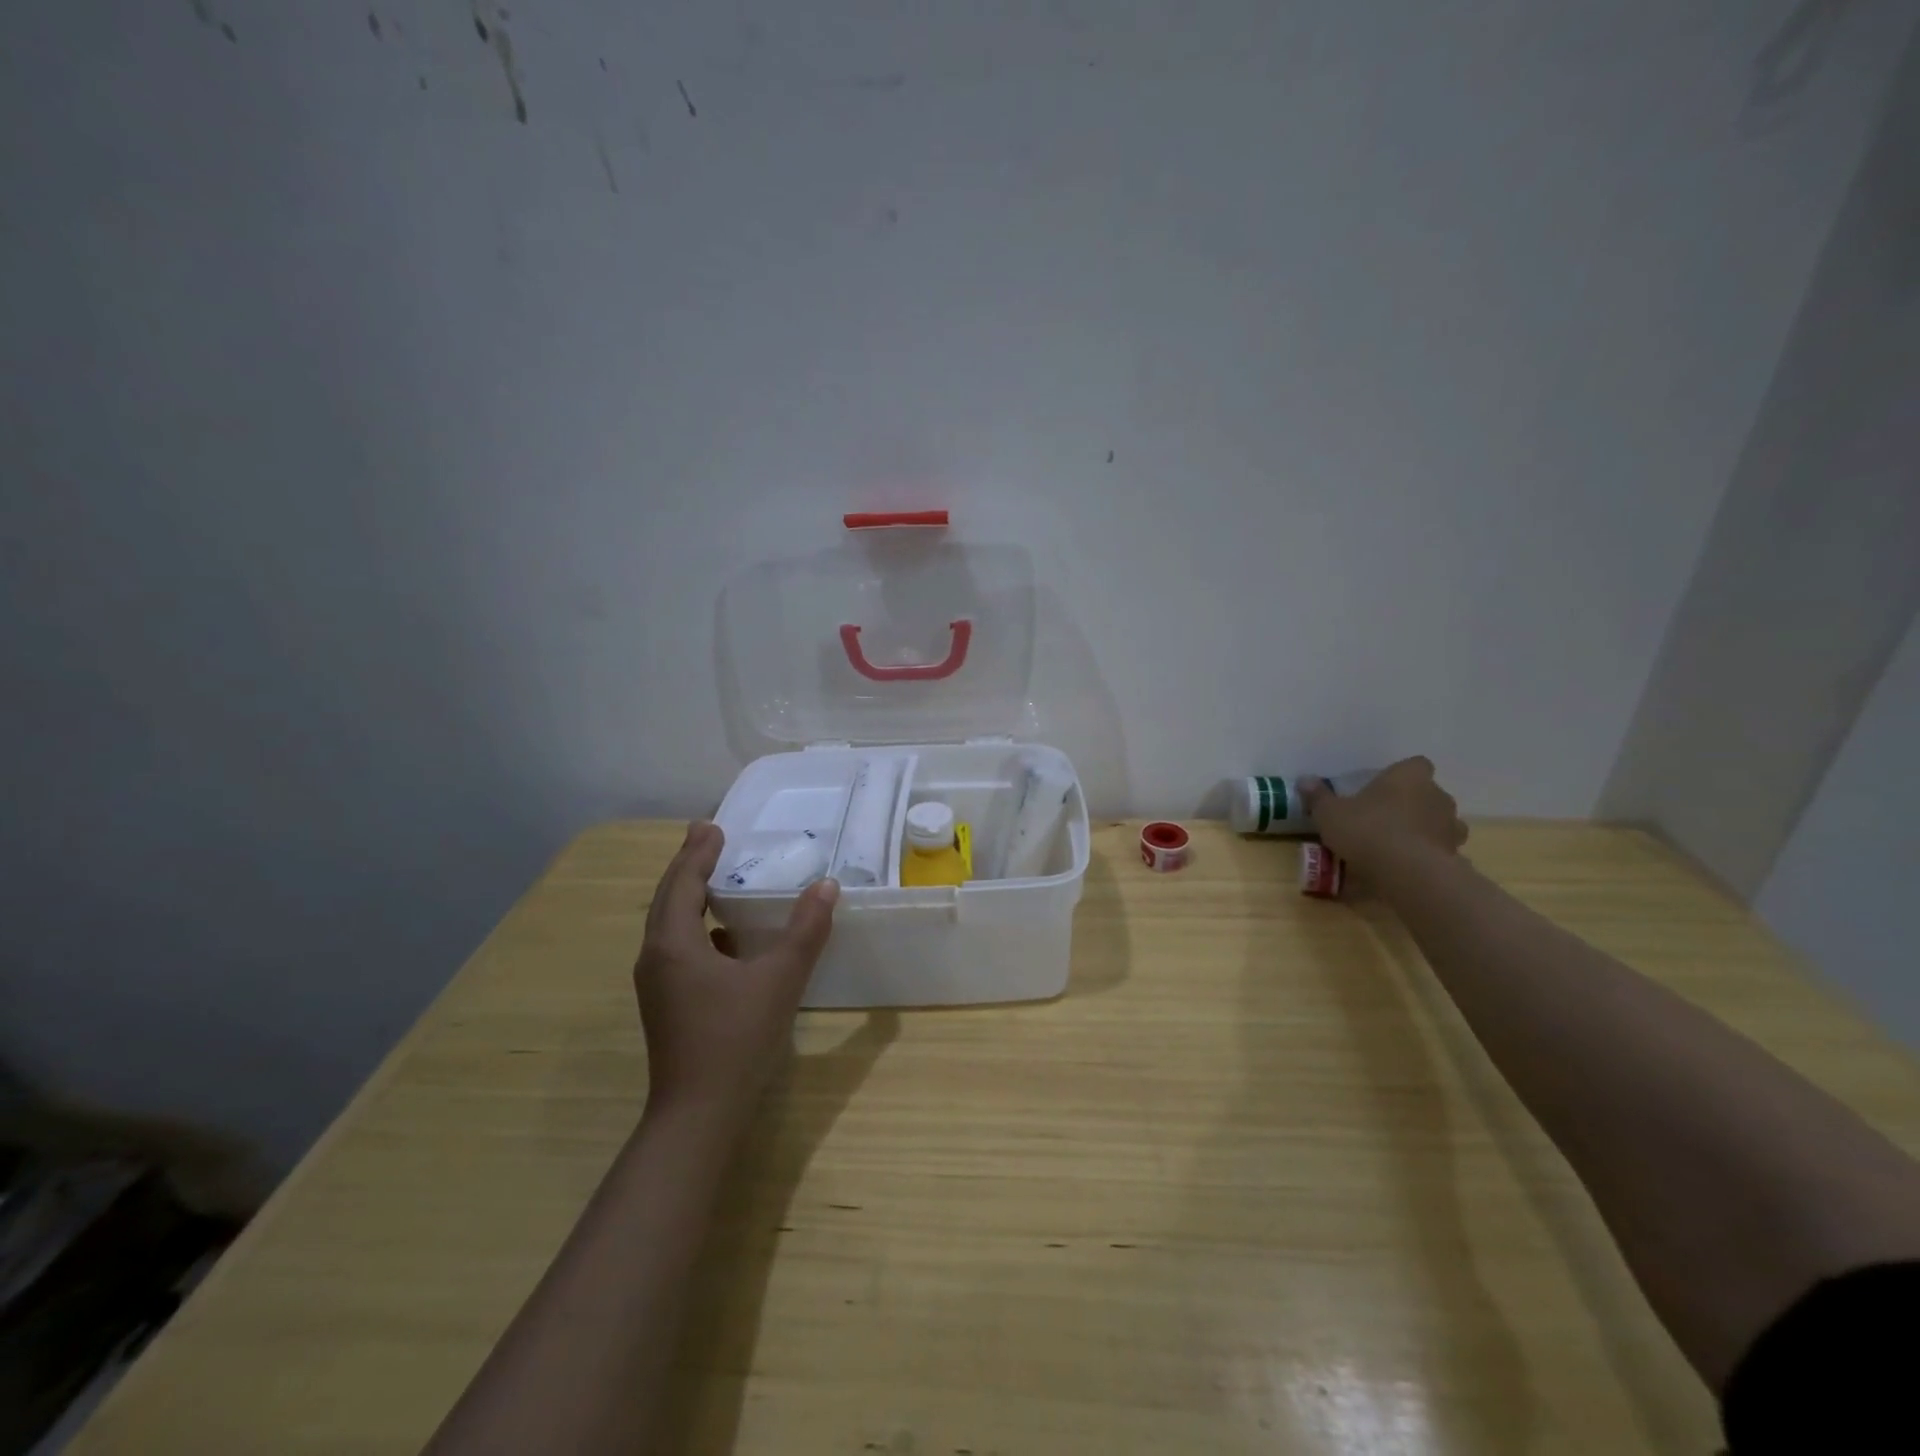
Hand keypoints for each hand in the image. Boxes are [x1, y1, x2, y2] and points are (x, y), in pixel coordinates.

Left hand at [633, 822, 838, 1123]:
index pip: (682, 882)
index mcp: (673, 944)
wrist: (698, 1115)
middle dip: (689, 866)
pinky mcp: (668, 1004)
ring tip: (715, 877)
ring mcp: (658, 984)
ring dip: (690, 896)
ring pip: (670, 925)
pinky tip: (725, 936)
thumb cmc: (735, 1038)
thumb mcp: (779, 979)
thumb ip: (805, 930)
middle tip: (708, 838)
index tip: (711, 825)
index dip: (698, 852)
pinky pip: (678, 948)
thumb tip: (826, 886)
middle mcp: (656, 958)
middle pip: (668, 899)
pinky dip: (697, 927)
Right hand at [1300, 756, 1467, 872]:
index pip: (1415, 765)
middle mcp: (1436, 795)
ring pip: (1438, 822)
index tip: (1383, 789)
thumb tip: (1305, 780)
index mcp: (1409, 776)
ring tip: (1397, 843)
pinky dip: (1428, 854)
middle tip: (1384, 817)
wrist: (1406, 872)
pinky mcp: (1455, 855)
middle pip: (1427, 793)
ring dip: (1424, 829)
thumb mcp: (1330, 813)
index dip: (1401, 776)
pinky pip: (1440, 849)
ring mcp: (1450, 826)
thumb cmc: (1367, 829)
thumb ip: (1318, 796)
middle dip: (1411, 803)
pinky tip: (1407, 865)